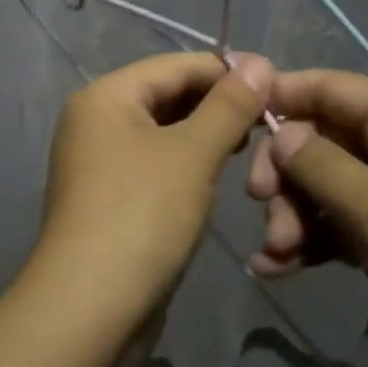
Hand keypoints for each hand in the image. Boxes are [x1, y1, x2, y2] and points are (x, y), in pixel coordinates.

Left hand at [38, 51, 271, 306]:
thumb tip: (258, 61)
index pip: (174, 66)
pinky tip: (216, 173)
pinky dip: (184, 162)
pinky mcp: (106, 195)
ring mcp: (96, 160)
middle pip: (165, 95)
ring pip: (160, 131)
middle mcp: (93, 119)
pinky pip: (152, 162)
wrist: (90, 305)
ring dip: (203, 134)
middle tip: (270, 119)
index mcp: (105, 95)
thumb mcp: (193, 154)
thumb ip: (228, 105)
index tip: (277, 84)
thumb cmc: (143, 214)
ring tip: (251, 145)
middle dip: (216, 104)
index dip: (226, 71)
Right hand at [245, 69, 367, 366]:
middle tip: (261, 208)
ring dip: (295, 216)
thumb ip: (318, 164)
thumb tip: (279, 133)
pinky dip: (314, 243)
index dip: (280, 96)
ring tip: (274, 255)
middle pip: (323, 139)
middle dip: (285, 173)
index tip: (231, 117)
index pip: (330, 87)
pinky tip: (279, 270)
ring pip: (329, 187)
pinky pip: (346, 227)